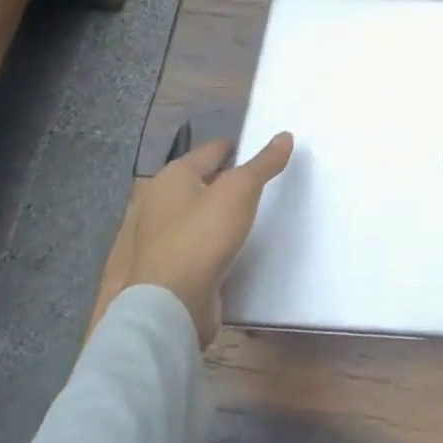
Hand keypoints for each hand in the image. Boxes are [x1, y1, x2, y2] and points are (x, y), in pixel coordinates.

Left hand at [121, 132, 294, 346]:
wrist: (169, 306)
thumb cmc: (202, 236)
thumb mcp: (241, 190)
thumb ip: (264, 162)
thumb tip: (285, 135)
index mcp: (172, 177)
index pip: (212, 150)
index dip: (239, 149)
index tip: (264, 156)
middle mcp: (158, 202)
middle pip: (202, 181)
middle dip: (228, 181)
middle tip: (261, 185)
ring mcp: (157, 238)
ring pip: (197, 213)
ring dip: (219, 213)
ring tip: (250, 214)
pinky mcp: (165, 268)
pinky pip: (195, 243)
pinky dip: (212, 240)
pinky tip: (232, 245)